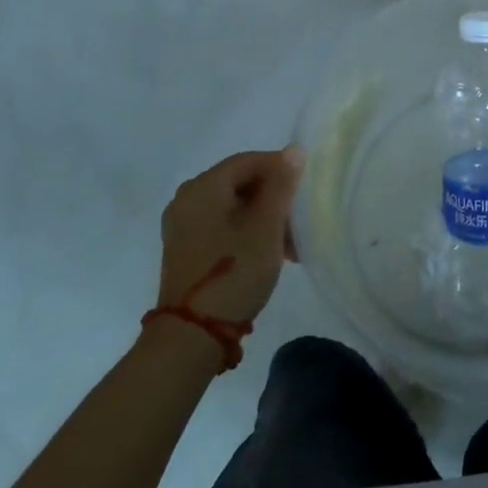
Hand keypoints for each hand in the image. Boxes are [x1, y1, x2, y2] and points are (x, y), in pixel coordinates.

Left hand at [157, 148, 303, 324]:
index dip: (280, 169)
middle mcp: (187, 200)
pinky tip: (269, 255)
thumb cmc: (234, 272)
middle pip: (241, 183)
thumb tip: (293, 150)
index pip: (248, 160)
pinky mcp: (186, 250)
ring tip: (290, 246)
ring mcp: (183, 227)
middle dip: (275, 199)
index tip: (304, 190)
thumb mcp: (266, 226)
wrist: (192, 336)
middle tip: (299, 221)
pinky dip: (248, 233)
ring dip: (265, 219)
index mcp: (203, 187)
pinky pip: (223, 226)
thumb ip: (281, 185)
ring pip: (234, 207)